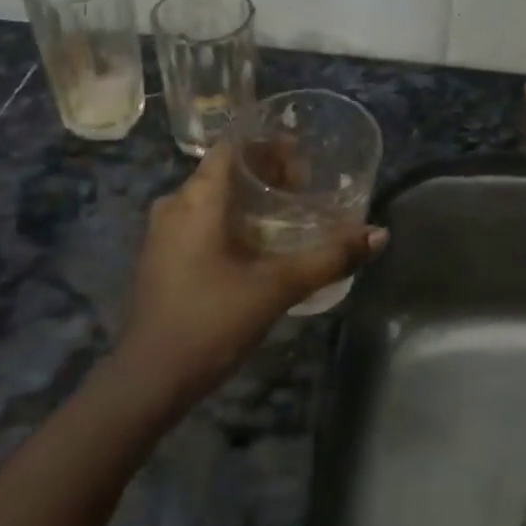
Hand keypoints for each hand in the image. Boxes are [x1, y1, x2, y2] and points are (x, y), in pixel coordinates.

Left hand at [114, 141, 384, 407]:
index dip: (268, 142)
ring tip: (288, 210)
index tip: (303, 152)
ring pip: (212, 195)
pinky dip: (231, 217)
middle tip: (305, 183)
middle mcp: (175, 204)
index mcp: (197, 198)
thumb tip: (378, 235)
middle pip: (225, 169)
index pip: (233, 146)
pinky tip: (258, 242)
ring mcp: (163, 233)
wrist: (147, 383)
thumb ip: (329, 258)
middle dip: (266, 170)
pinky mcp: (162, 257)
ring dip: (249, 195)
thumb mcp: (277, 287)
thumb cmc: (210, 321)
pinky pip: (201, 218)